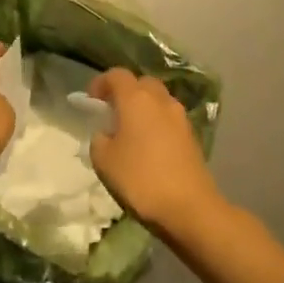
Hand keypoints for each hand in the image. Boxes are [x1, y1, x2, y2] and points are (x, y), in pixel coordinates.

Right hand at [87, 69, 222, 237]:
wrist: (189, 207)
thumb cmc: (140, 179)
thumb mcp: (103, 160)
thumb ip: (99, 138)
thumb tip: (107, 133)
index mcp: (136, 99)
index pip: (117, 75)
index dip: (101, 83)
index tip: (92, 102)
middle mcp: (160, 100)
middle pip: (141, 83)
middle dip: (125, 92)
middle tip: (112, 113)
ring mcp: (180, 117)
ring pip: (158, 100)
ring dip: (144, 107)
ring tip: (131, 131)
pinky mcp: (192, 136)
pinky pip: (169, 118)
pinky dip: (157, 123)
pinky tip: (149, 147)